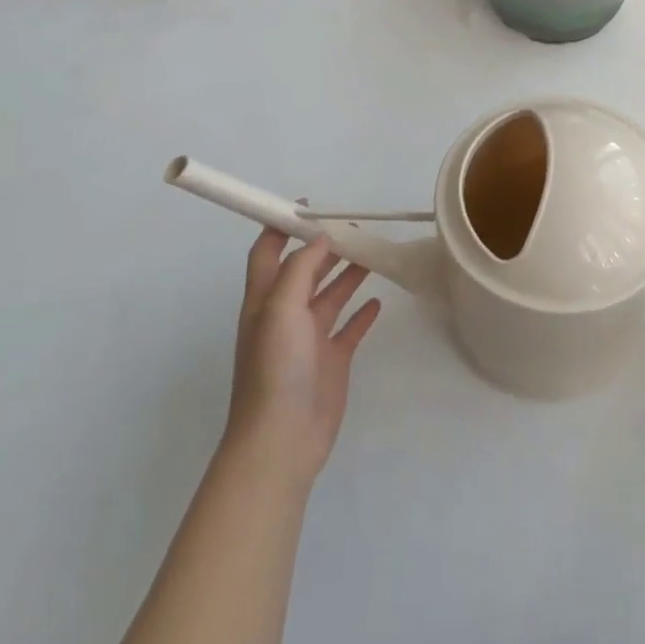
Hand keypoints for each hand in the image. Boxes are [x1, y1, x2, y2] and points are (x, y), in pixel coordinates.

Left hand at [225, 231, 380, 489]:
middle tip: (357, 227)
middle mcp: (286, 314)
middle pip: (305, 269)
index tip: (308, 205)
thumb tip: (319, 238)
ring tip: (374, 252)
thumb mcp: (280, 309)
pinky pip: (350, 328)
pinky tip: (379, 299)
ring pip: (331, 295)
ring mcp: (310, 338)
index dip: (280, 226)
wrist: (282, 438)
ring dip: (349, 272)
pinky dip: (363, 312)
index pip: (267, 252)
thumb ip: (299, 269)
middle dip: (326, 246)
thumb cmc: (275, 368)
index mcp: (265, 300)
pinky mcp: (332, 360)